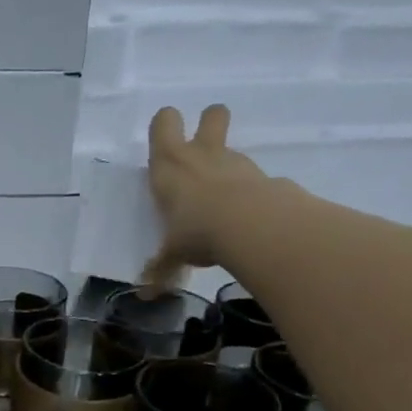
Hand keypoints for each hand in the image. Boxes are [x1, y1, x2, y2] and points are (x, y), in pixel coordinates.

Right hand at [142, 103, 264, 289]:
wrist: (252, 225)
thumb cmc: (196, 229)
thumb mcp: (173, 253)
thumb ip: (162, 268)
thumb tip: (147, 296)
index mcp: (170, 164)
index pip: (164, 121)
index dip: (165, 125)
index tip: (165, 142)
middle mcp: (202, 154)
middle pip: (212, 114)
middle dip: (209, 122)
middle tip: (202, 147)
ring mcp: (237, 163)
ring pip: (232, 147)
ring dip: (227, 164)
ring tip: (221, 197)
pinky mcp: (264, 177)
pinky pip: (254, 177)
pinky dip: (250, 190)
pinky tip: (246, 216)